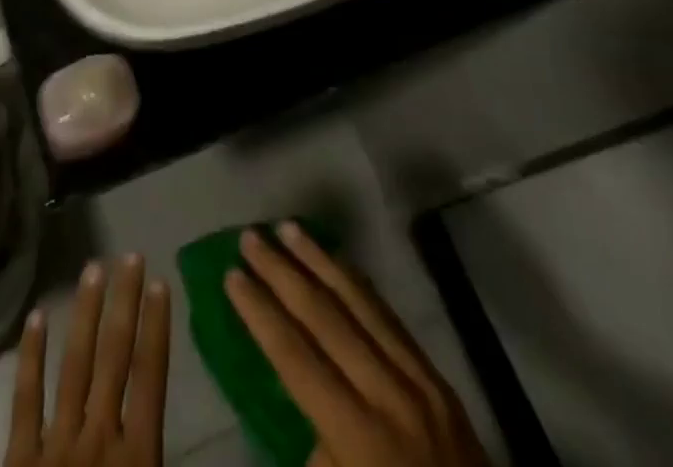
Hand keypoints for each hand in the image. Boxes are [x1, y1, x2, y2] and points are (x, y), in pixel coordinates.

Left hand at [7, 256, 172, 466]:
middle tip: (130, 257)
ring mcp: (55, 443)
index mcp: (136, 456)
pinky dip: (31, 357)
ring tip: (93, 269)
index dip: (155, 327)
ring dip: (85, 314)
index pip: (150, 376)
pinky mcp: (19, 458)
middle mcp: (98, 436)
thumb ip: (156, 454)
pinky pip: (26, 401)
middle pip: (113, 357)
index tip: (158, 283)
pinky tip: (36, 317)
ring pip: (74, 366)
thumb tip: (163, 417)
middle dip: (124, 303)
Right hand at [225, 222, 495, 466]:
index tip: (232, 274)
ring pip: (360, 303)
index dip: (260, 313)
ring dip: (320, 261)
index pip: (296, 357)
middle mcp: (389, 395)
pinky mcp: (440, 379)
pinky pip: (392, 318)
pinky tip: (341, 264)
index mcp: (360, 437)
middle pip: (325, 317)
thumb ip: (317, 453)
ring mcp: (420, 381)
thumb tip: (305, 410)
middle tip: (251, 237)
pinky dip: (361, 285)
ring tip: (288, 228)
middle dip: (283, 273)